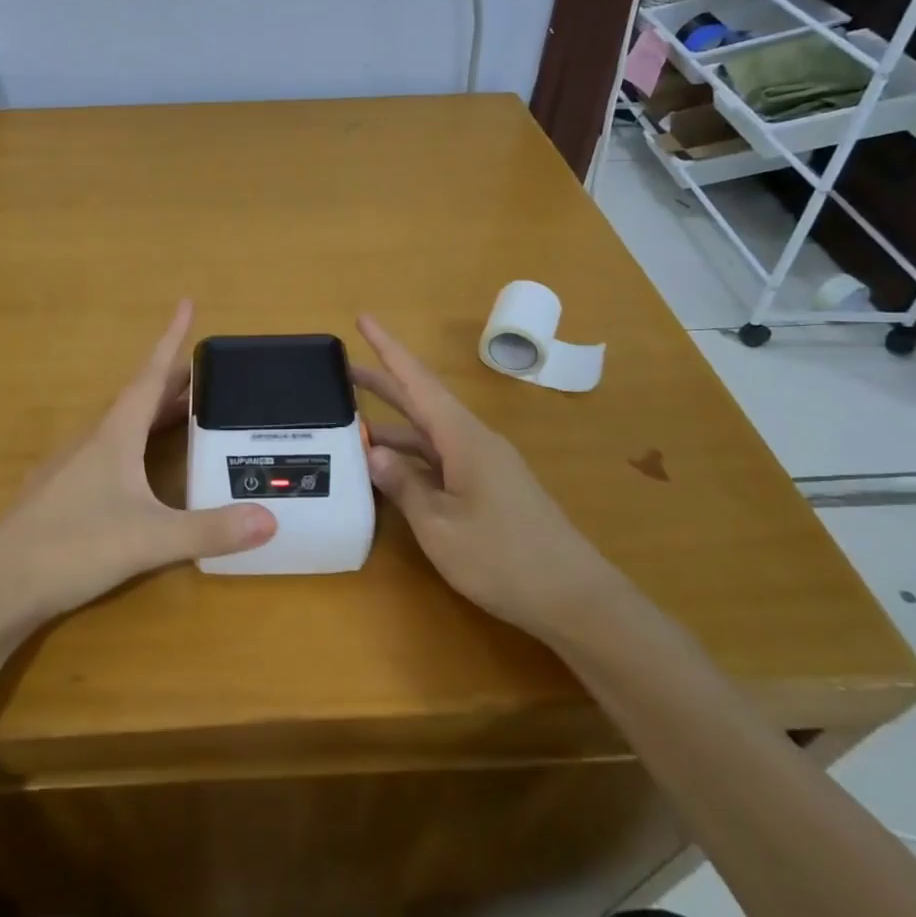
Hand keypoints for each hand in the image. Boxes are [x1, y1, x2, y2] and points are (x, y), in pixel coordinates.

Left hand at [0, 302, 276, 626]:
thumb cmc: (74, 547)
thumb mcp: (150, 539)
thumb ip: (209, 530)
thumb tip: (271, 519)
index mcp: (114, 435)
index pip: (149, 376)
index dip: (170, 339)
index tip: (185, 302)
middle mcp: (92, 440)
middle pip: (139, 398)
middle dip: (173, 381)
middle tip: (207, 373)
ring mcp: (71, 466)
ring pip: (121, 425)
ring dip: (153, 411)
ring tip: (182, 413)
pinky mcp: (60, 492)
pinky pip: (107, 450)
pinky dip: (134, 442)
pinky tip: (139, 466)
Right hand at [352, 314, 618, 637]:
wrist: (574, 598)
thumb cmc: (504, 558)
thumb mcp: (440, 526)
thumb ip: (403, 485)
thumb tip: (373, 450)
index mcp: (463, 438)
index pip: (417, 381)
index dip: (388, 348)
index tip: (363, 318)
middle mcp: (473, 441)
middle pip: (421, 401)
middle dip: (382, 382)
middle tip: (341, 370)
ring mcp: (483, 465)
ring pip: (429, 433)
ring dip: (393, 425)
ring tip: (351, 424)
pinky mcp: (488, 489)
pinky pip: (440, 459)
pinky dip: (410, 457)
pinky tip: (388, 470)